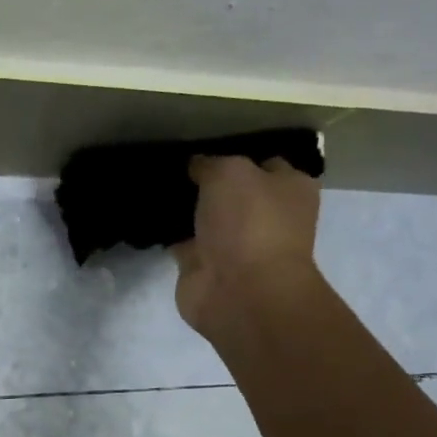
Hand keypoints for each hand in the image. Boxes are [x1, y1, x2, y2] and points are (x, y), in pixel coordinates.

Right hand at [172, 156, 322, 339]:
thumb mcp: (230, 172)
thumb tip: (197, 165)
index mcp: (289, 189)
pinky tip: (148, 213)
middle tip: (173, 162)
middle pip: (233, 191)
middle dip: (206, 180)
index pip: (266, 163)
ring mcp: (234, 244)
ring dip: (185, 207)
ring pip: (205, 216)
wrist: (240, 292)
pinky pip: (182, 241)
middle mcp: (266, 216)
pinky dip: (167, 232)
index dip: (238, 153)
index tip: (206, 145)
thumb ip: (210, 163)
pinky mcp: (204, 266)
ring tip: (154, 183)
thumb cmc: (250, 222)